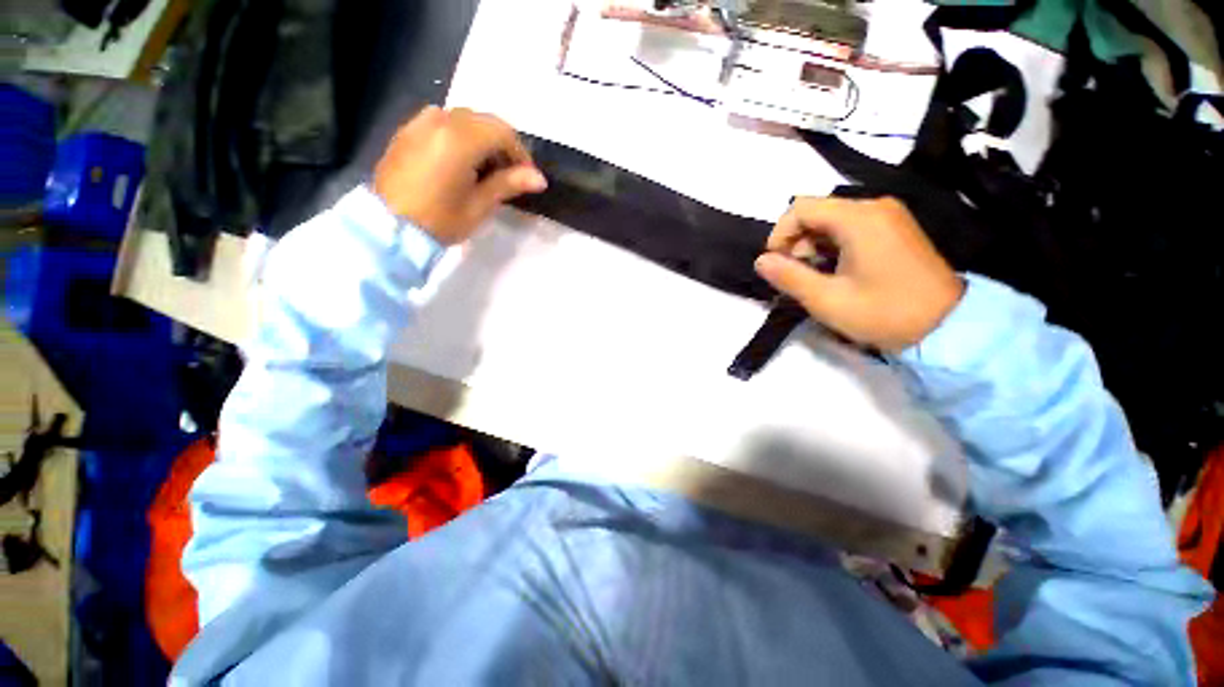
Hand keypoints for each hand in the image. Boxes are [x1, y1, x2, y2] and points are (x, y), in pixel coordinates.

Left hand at [373, 106, 547, 244]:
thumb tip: (540, 179)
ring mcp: (420, 123)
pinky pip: (442, 123)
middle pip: (483, 121)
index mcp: (459, 138)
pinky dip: (459, 137)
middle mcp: (439, 120)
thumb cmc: (440, 220)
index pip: (502, 131)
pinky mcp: (407, 131)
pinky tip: (459, 163)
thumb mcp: (479, 206)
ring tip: (483, 171)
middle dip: (501, 146)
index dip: (520, 153)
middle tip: (507, 176)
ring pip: (463, 120)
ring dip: (481, 140)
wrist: (388, 228)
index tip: (526, 177)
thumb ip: (508, 184)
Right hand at [754, 197, 963, 351]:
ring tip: (816, 278)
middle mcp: (874, 207)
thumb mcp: (826, 299)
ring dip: (813, 247)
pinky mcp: (895, 229)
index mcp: (859, 218)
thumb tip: (760, 261)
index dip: (779, 235)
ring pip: (831, 221)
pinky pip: (851, 228)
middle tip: (797, 276)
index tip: (776, 264)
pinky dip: (832, 247)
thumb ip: (789, 277)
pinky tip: (836, 272)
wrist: (947, 326)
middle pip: (816, 212)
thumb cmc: (883, 313)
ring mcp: (888, 217)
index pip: (800, 208)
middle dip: (796, 243)